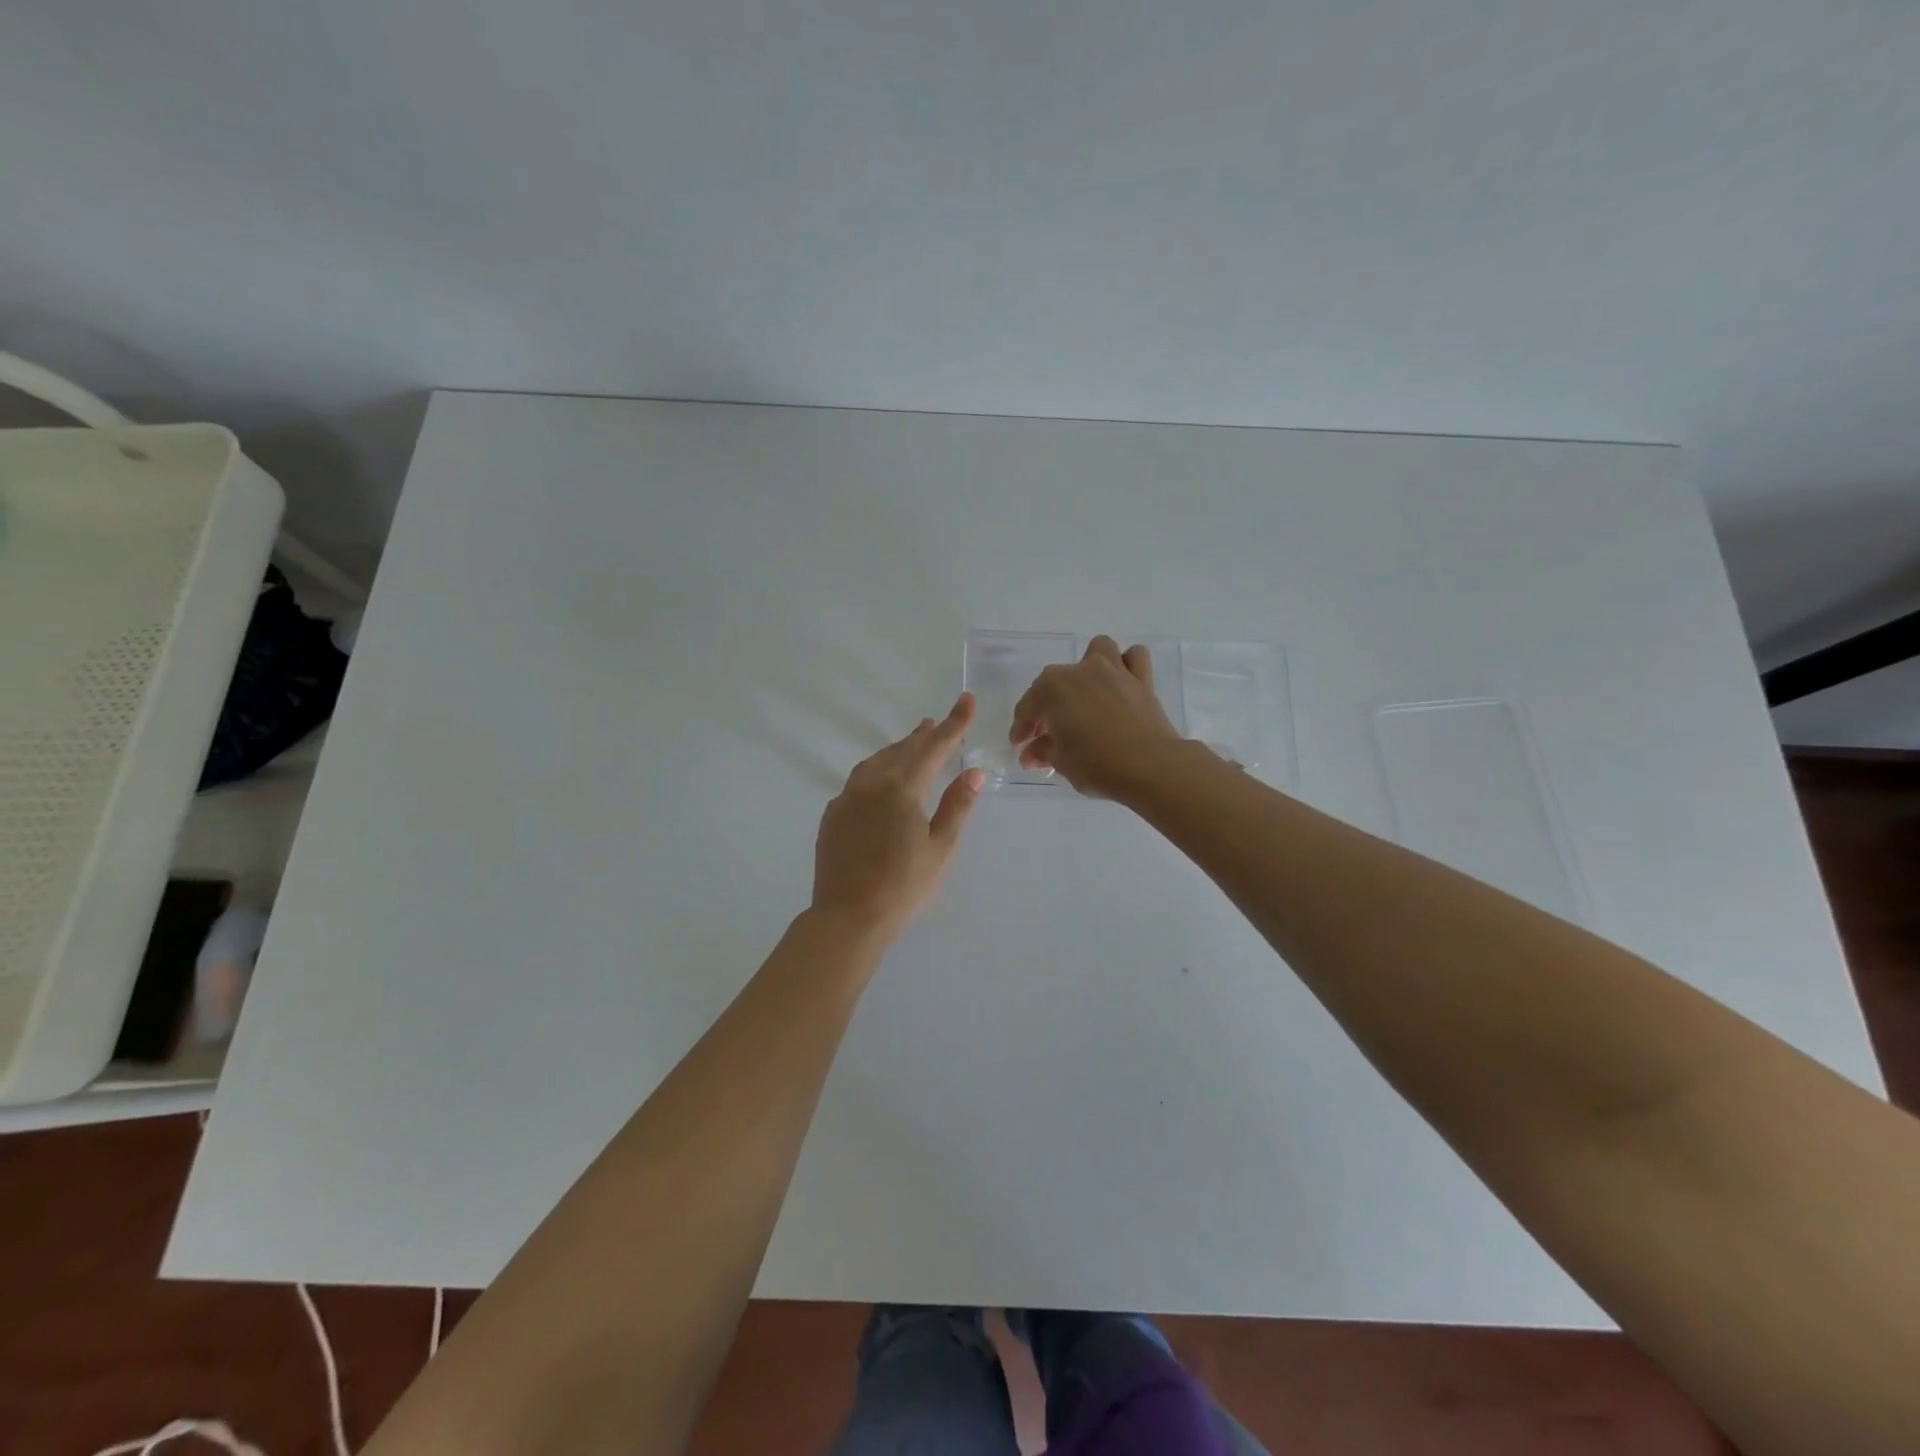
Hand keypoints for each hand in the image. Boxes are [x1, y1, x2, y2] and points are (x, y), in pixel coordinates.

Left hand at [812, 694, 985, 938]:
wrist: (848, 917)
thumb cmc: (903, 886)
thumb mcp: (940, 848)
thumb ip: (957, 806)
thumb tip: (973, 772)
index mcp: (902, 788)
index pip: (934, 747)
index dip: (954, 723)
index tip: (967, 700)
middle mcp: (871, 784)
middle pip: (903, 750)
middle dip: (924, 735)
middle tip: (939, 723)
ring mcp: (846, 798)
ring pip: (876, 762)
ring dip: (898, 750)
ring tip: (913, 744)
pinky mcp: (832, 815)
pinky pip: (858, 781)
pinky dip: (876, 771)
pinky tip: (881, 781)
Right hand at [1010, 636, 1184, 798]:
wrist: (1151, 767)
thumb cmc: (1096, 764)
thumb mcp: (1061, 762)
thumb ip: (1043, 752)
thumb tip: (1032, 753)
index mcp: (1052, 688)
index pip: (1028, 708)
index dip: (1022, 729)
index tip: (1021, 746)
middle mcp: (1081, 671)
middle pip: (1055, 682)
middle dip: (1048, 705)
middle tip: (1049, 734)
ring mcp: (1114, 670)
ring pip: (1097, 651)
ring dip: (1088, 668)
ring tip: (1086, 695)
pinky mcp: (1142, 679)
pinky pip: (1133, 658)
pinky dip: (1125, 666)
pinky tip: (1120, 686)